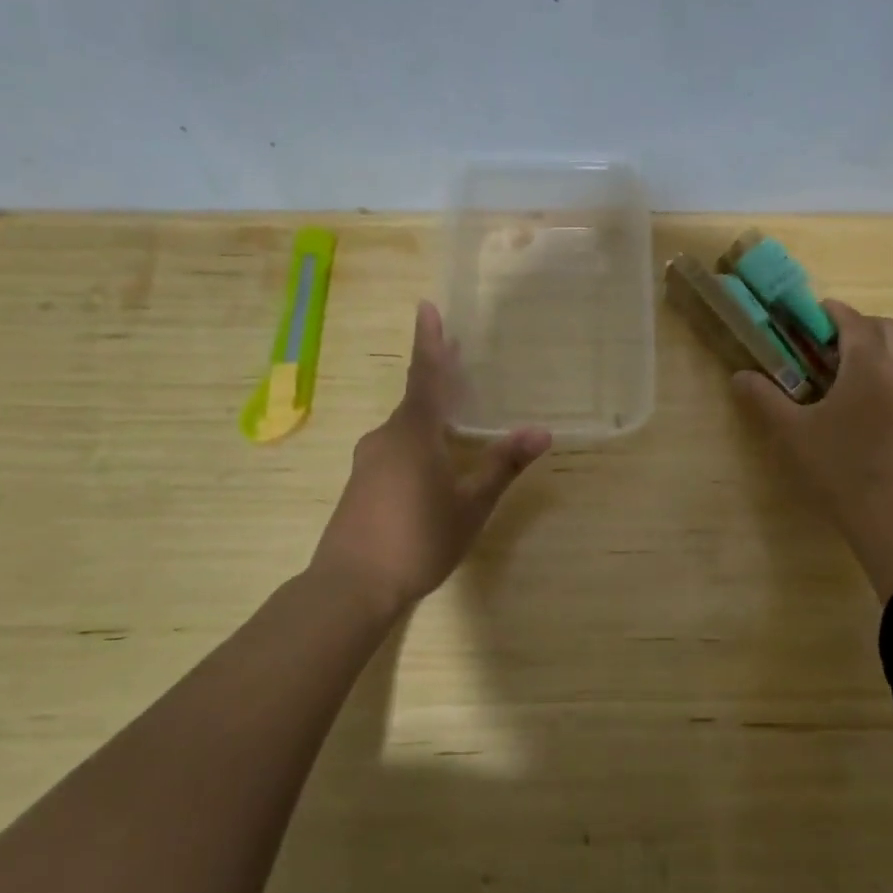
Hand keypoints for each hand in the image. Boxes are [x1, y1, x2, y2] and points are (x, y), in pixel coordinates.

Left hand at [309, 301, 550, 614]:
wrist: (350, 586)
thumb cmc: (417, 539)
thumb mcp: (470, 504)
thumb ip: (503, 465)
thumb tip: (542, 431)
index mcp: (413, 432)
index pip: (425, 375)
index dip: (429, 341)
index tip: (427, 307)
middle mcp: (386, 437)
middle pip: (416, 397)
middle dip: (436, 375)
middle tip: (457, 354)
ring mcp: (368, 460)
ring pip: (405, 426)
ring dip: (429, 412)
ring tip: (455, 414)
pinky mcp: (361, 483)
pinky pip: (395, 446)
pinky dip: (417, 439)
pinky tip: (432, 462)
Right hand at [732, 300, 892, 597]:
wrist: (884, 511)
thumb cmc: (835, 465)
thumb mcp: (790, 430)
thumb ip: (763, 398)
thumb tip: (739, 376)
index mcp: (868, 365)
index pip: (853, 320)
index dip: (829, 313)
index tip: (805, 319)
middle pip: (885, 327)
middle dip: (855, 325)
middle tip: (824, 344)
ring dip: (875, 344)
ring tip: (843, 366)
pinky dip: (886, 365)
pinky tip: (859, 393)